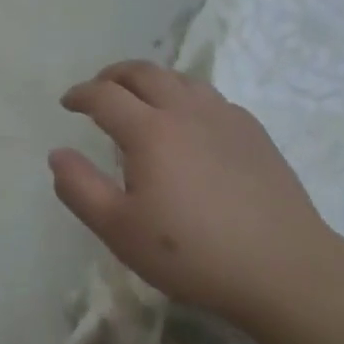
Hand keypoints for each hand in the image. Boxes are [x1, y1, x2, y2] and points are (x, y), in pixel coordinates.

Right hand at [49, 61, 343, 322]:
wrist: (285, 270)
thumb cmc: (192, 253)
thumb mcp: (119, 230)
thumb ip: (80, 188)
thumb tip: (58, 154)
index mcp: (150, 131)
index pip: (104, 95)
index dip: (80, 95)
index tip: (67, 103)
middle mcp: (187, 112)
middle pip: (144, 73)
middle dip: (113, 75)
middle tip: (98, 90)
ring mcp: (226, 119)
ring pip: (181, 79)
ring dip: (151, 81)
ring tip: (139, 99)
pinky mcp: (254, 133)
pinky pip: (210, 97)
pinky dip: (185, 96)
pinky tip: (188, 123)